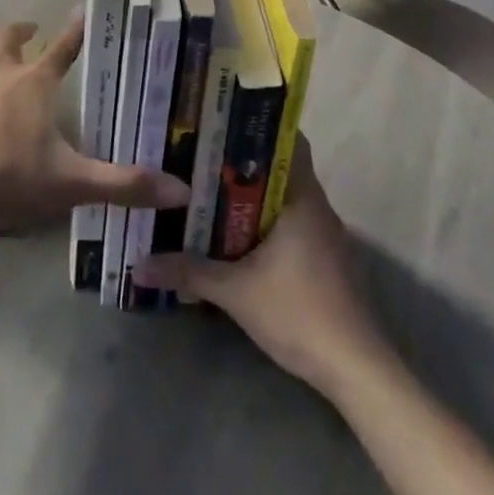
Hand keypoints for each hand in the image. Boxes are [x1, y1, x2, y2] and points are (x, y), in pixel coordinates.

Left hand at [0, 14, 189, 235]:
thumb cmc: (8, 181)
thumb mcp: (72, 184)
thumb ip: (125, 185)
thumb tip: (183, 190)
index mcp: (35, 83)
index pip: (64, 48)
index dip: (75, 29)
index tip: (82, 9)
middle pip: (10, 37)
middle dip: (22, 31)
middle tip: (30, 31)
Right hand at [133, 138, 387, 390]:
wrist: (355, 369)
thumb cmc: (299, 312)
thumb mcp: (235, 292)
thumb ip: (187, 272)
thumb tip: (138, 265)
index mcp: (302, 198)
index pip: (287, 140)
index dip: (255, 128)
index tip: (220, 125)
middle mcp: (317, 206)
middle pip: (280, 168)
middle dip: (242, 164)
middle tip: (200, 159)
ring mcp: (325, 235)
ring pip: (284, 199)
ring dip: (253, 196)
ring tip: (209, 193)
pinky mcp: (326, 260)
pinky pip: (291, 224)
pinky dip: (265, 222)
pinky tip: (237, 237)